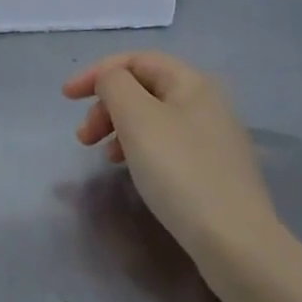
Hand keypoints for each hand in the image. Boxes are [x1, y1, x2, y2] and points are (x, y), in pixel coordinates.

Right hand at [63, 52, 282, 276]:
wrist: (235, 240)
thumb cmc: (180, 171)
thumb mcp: (137, 118)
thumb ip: (115, 86)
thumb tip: (110, 81)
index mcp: (192, 82)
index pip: (136, 60)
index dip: (97, 73)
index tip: (66, 98)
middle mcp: (208, 102)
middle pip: (144, 88)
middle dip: (107, 105)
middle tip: (83, 137)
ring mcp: (214, 138)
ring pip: (153, 118)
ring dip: (119, 129)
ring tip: (103, 157)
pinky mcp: (214, 169)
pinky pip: (167, 144)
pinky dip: (139, 149)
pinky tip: (132, 171)